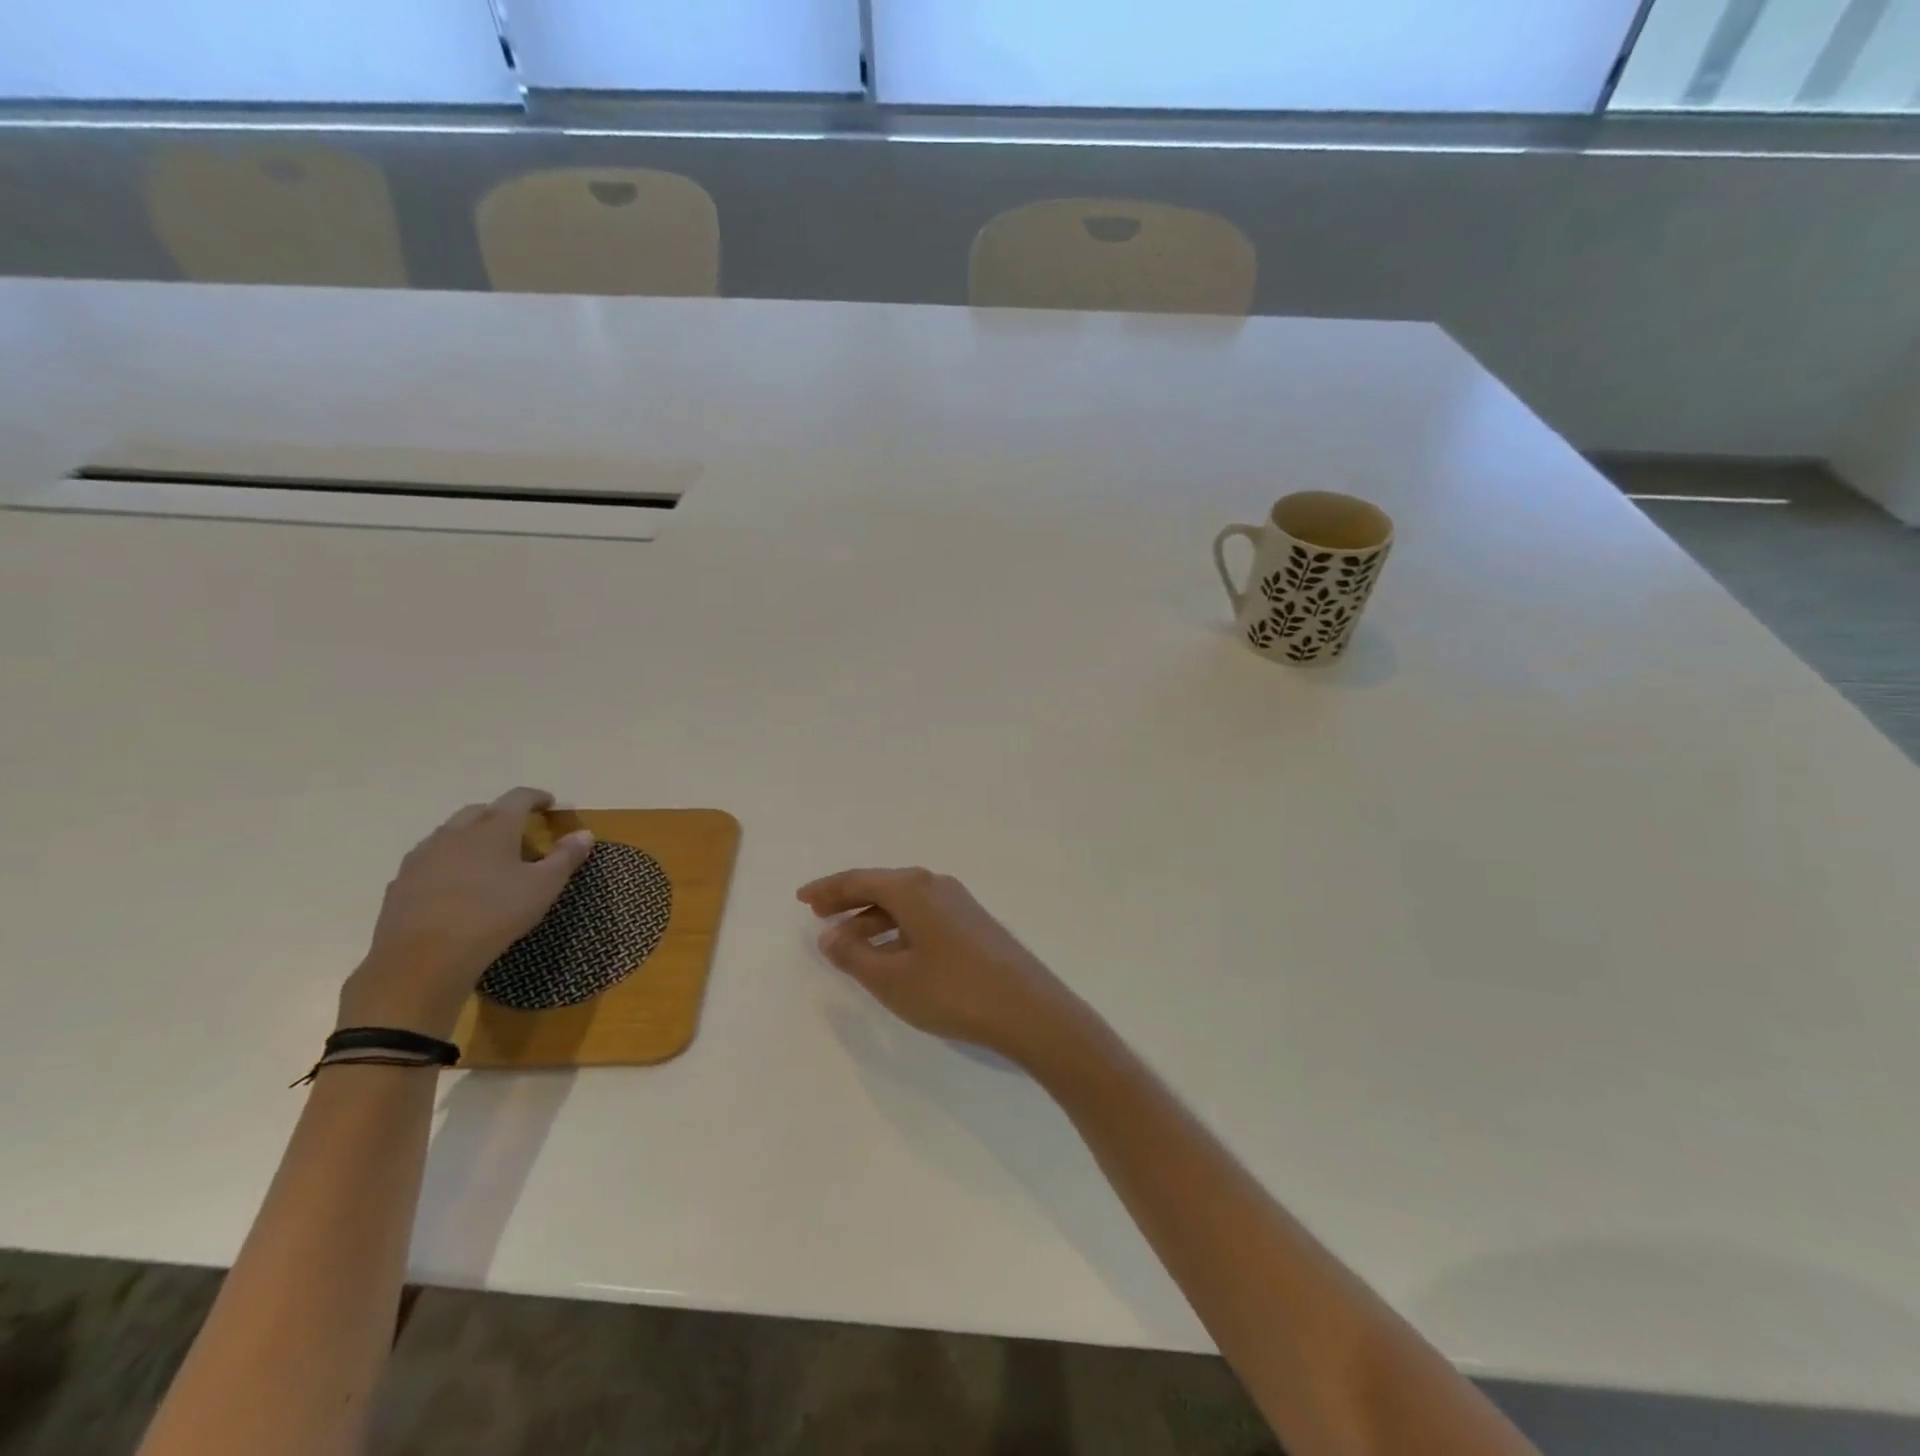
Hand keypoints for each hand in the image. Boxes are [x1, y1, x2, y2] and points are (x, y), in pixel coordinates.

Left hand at [339, 788, 593, 1038]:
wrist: (422, 959)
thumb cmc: (494, 915)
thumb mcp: (544, 887)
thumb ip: (566, 857)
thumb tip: (584, 833)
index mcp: (494, 827)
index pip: (518, 797)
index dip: (537, 797)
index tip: (550, 804)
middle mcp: (456, 831)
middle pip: (482, 811)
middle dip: (503, 816)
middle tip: (521, 837)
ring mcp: (424, 855)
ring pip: (452, 834)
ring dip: (473, 838)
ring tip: (489, 861)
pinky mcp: (401, 881)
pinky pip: (431, 860)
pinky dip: (449, 862)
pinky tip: (457, 886)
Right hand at [797, 867, 1090, 1067]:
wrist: (1028, 1008)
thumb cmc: (952, 991)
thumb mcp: (892, 979)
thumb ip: (854, 956)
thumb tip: (828, 936)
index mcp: (912, 889)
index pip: (859, 880)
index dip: (828, 889)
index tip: (802, 899)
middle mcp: (935, 886)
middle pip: (882, 886)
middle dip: (848, 901)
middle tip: (819, 916)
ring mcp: (959, 903)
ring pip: (903, 903)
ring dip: (872, 919)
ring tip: (847, 943)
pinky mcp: (973, 924)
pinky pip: (922, 916)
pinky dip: (897, 928)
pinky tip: (890, 953)